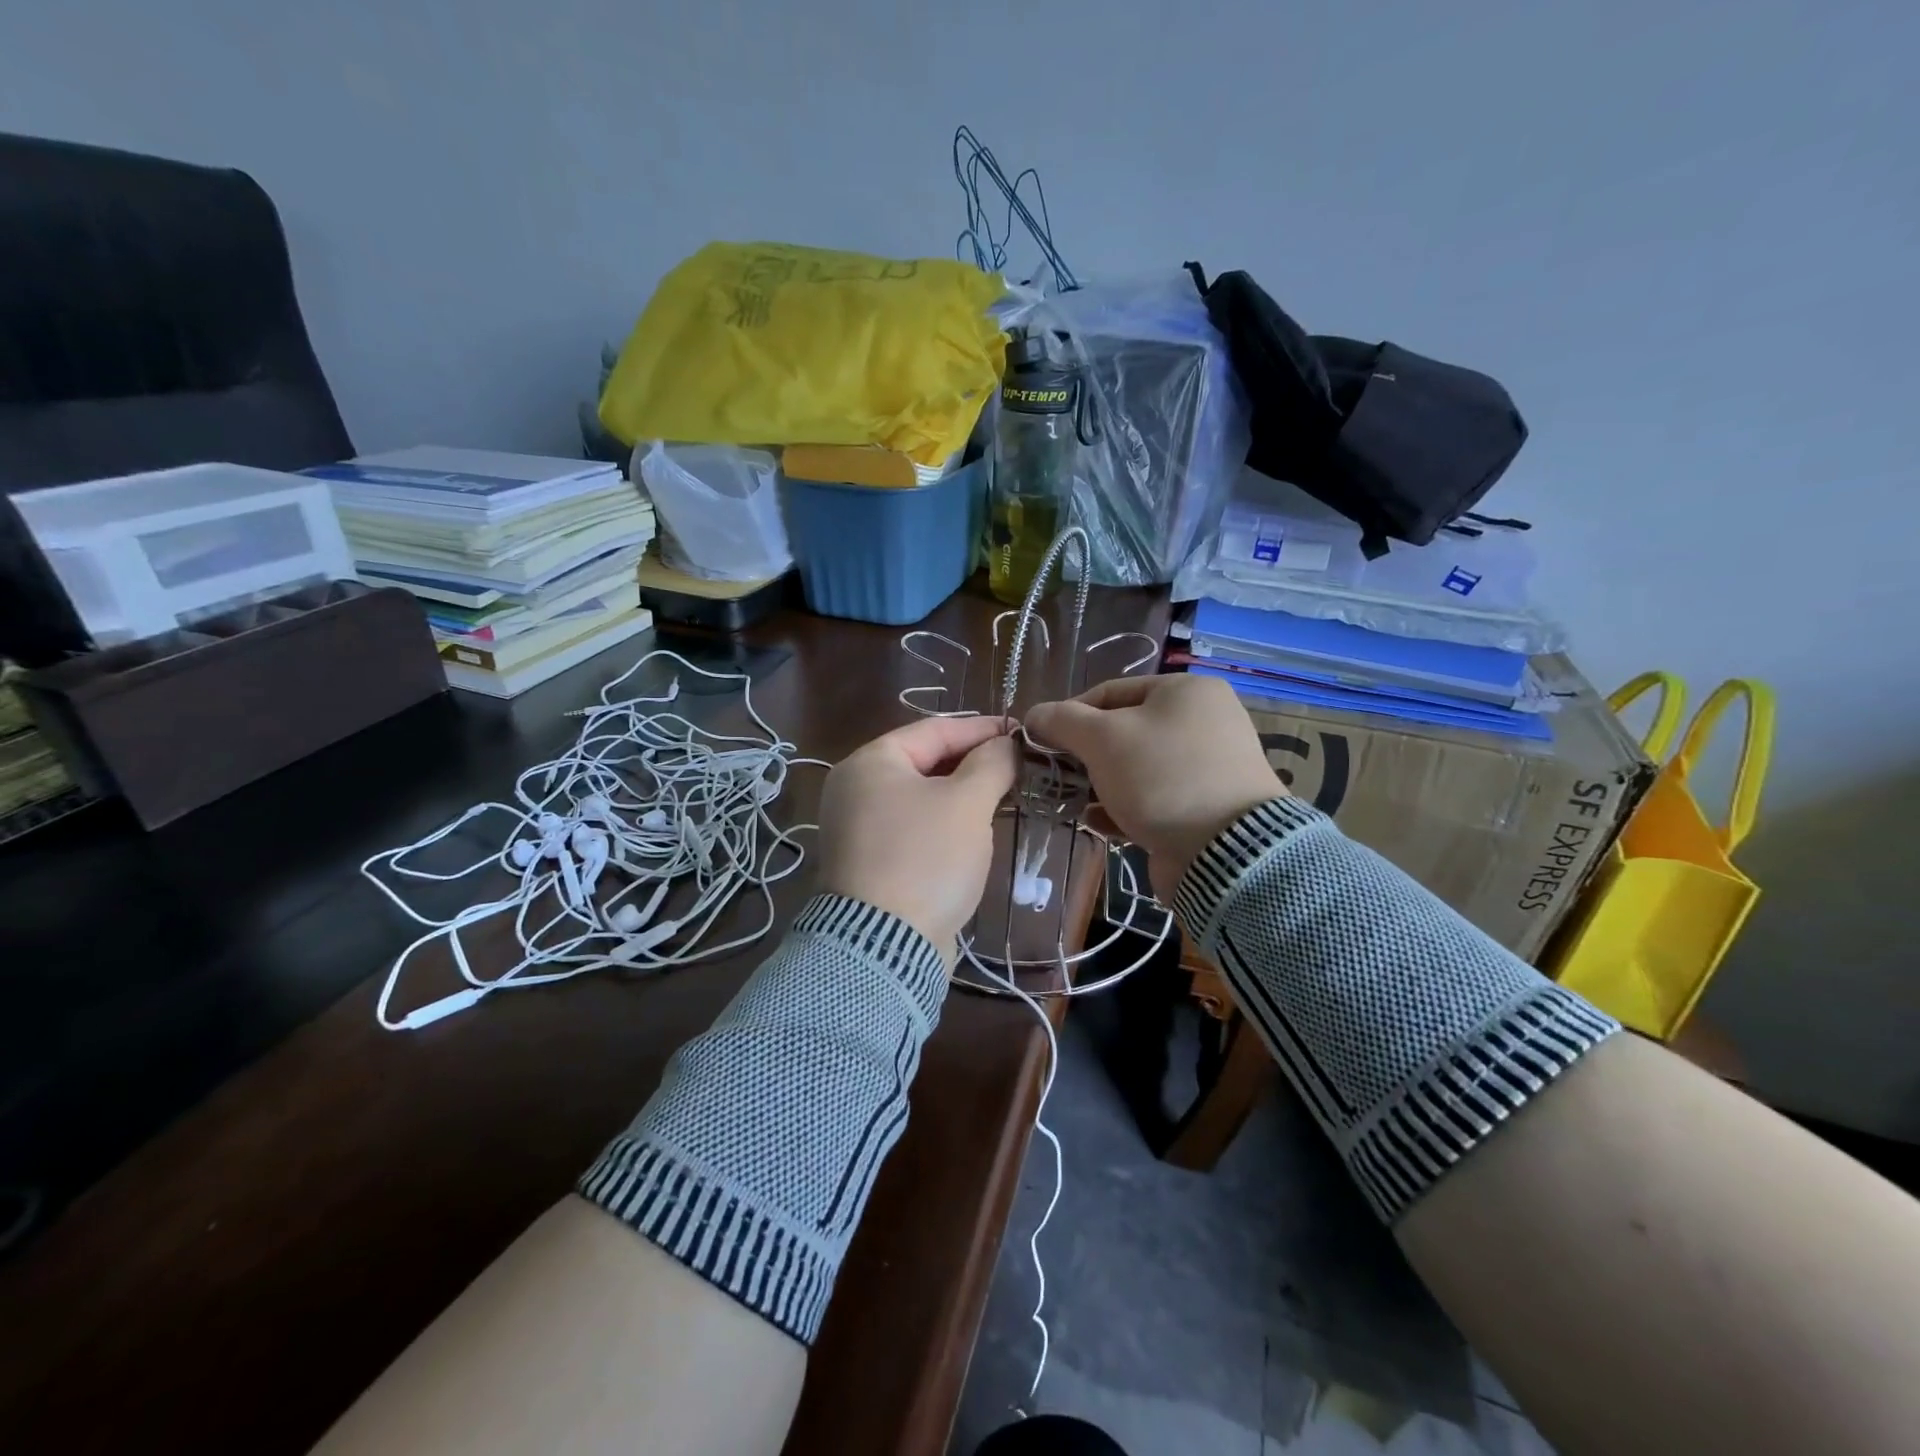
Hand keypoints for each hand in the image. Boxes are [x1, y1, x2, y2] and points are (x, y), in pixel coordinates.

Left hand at [815, 715, 1018, 954]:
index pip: (934, 730)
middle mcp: (856, 789)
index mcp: (871, 763)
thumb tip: (1006, 744)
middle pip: (925, 762)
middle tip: (1017, 766)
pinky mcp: (872, 862)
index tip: (1020, 732)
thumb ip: (991, 764)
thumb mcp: (967, 803)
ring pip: (922, 798)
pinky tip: (977, 831)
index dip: (981, 728)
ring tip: (1005, 795)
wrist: (885, 946)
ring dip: (963, 795)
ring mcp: (860, 828)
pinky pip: (915, 828)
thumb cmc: (926, 858)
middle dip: (974, 763)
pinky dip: (946, 824)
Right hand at [1026, 674, 1283, 900]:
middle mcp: (1203, 722)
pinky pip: (1153, 798)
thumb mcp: (1102, 738)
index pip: (1110, 692)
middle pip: (1124, 730)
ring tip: (1071, 800)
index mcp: (1186, 691)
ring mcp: (1207, 767)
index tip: (1042, 741)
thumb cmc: (1161, 777)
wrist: (1226, 852)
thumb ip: (1062, 721)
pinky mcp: (1204, 807)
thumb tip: (1034, 715)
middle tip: (1056, 773)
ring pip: (1136, 768)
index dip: (1070, 715)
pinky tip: (1097, 822)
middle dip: (1085, 754)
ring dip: (1100, 783)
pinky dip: (1123, 807)